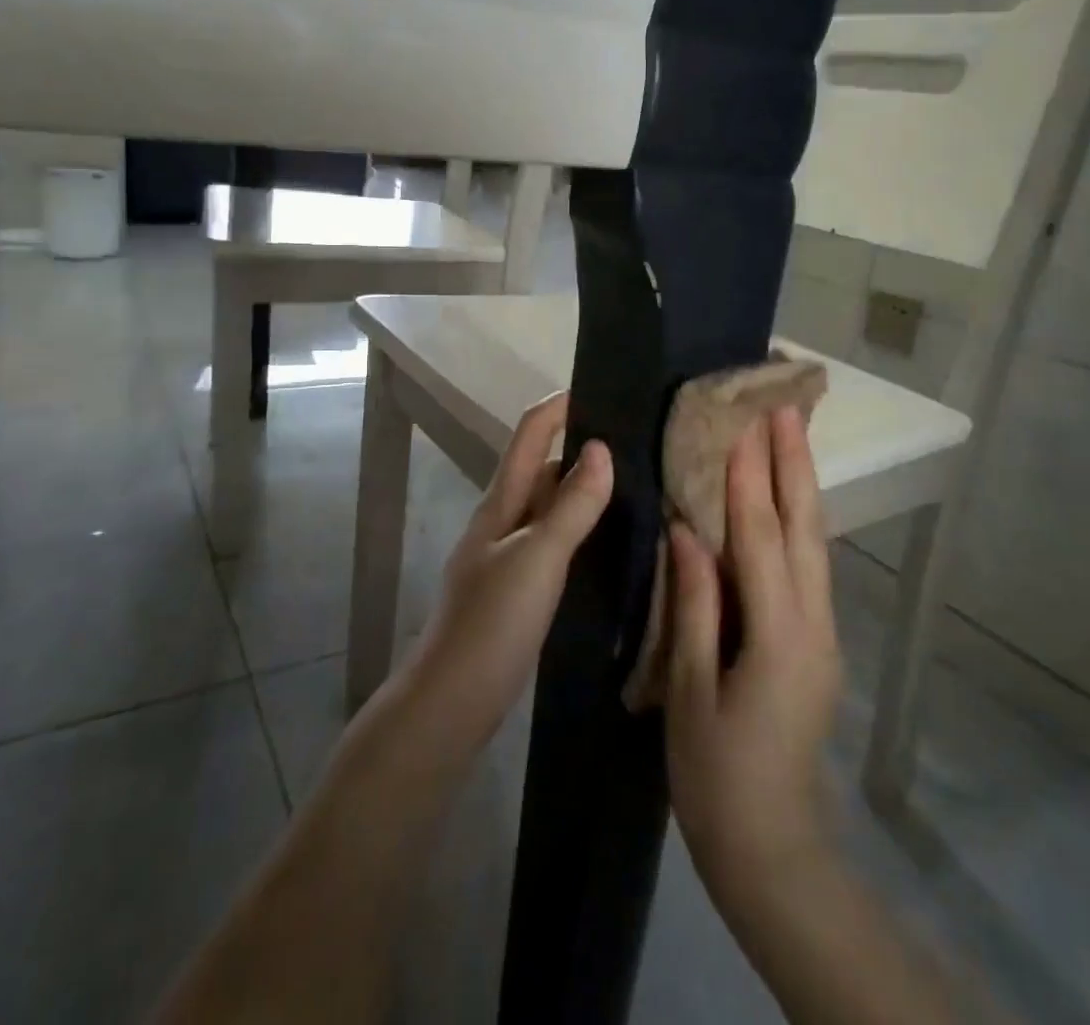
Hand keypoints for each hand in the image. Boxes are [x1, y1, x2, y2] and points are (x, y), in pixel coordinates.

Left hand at [404, 392, 612, 749]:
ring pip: (550, 507)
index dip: (558, 406)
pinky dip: (580, 532)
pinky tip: (610, 544)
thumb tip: (601, 448)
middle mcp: (503, 520)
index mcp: (501, 502)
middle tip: (638, 444)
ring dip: (583, 491)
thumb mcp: (537, 558)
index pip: (529, 434)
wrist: (451, 701)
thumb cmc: (491, 622)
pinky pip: (554, 544)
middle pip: (541, 467)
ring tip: (637, 487)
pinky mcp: (518, 589)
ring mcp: (509, 556)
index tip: (601, 388)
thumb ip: (571, 506)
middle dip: (580, 448)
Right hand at [665, 406, 841, 906]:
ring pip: (815, 544)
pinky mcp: (816, 643)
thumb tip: (688, 532)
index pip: (762, 541)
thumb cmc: (717, 774)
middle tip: (787, 408)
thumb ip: (694, 606)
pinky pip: (810, 566)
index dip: (750, 481)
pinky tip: (785, 501)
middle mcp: (813, 626)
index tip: (743, 426)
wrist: (773, 848)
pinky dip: (799, 522)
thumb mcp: (690, 690)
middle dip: (795, 465)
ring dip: (802, 486)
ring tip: (791, 436)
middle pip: (805, 530)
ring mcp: (822, 634)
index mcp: (778, 638)